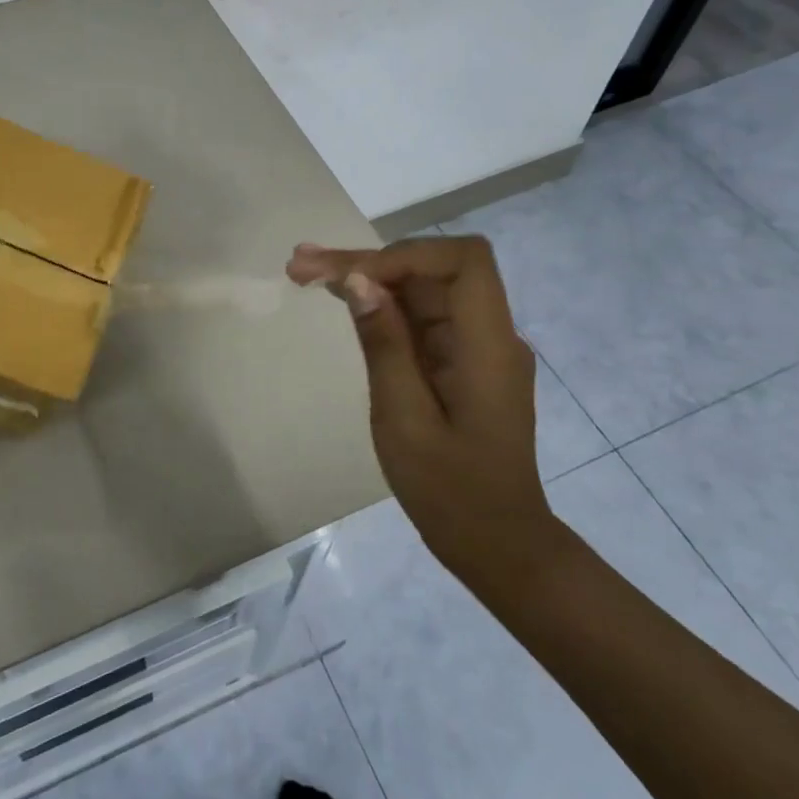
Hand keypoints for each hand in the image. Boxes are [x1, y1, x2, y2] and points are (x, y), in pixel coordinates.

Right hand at [286, 236, 556, 587]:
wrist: (496, 543)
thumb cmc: (449, 491)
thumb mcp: (404, 419)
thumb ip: (384, 344)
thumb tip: (359, 280)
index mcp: (487, 345)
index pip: (463, 261)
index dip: (405, 255)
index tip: (353, 277)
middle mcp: (489, 334)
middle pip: (433, 270)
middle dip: (369, 262)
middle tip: (302, 264)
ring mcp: (475, 346)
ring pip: (421, 289)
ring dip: (367, 278)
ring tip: (305, 272)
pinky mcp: (459, 360)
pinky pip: (420, 318)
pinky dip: (380, 306)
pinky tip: (340, 299)